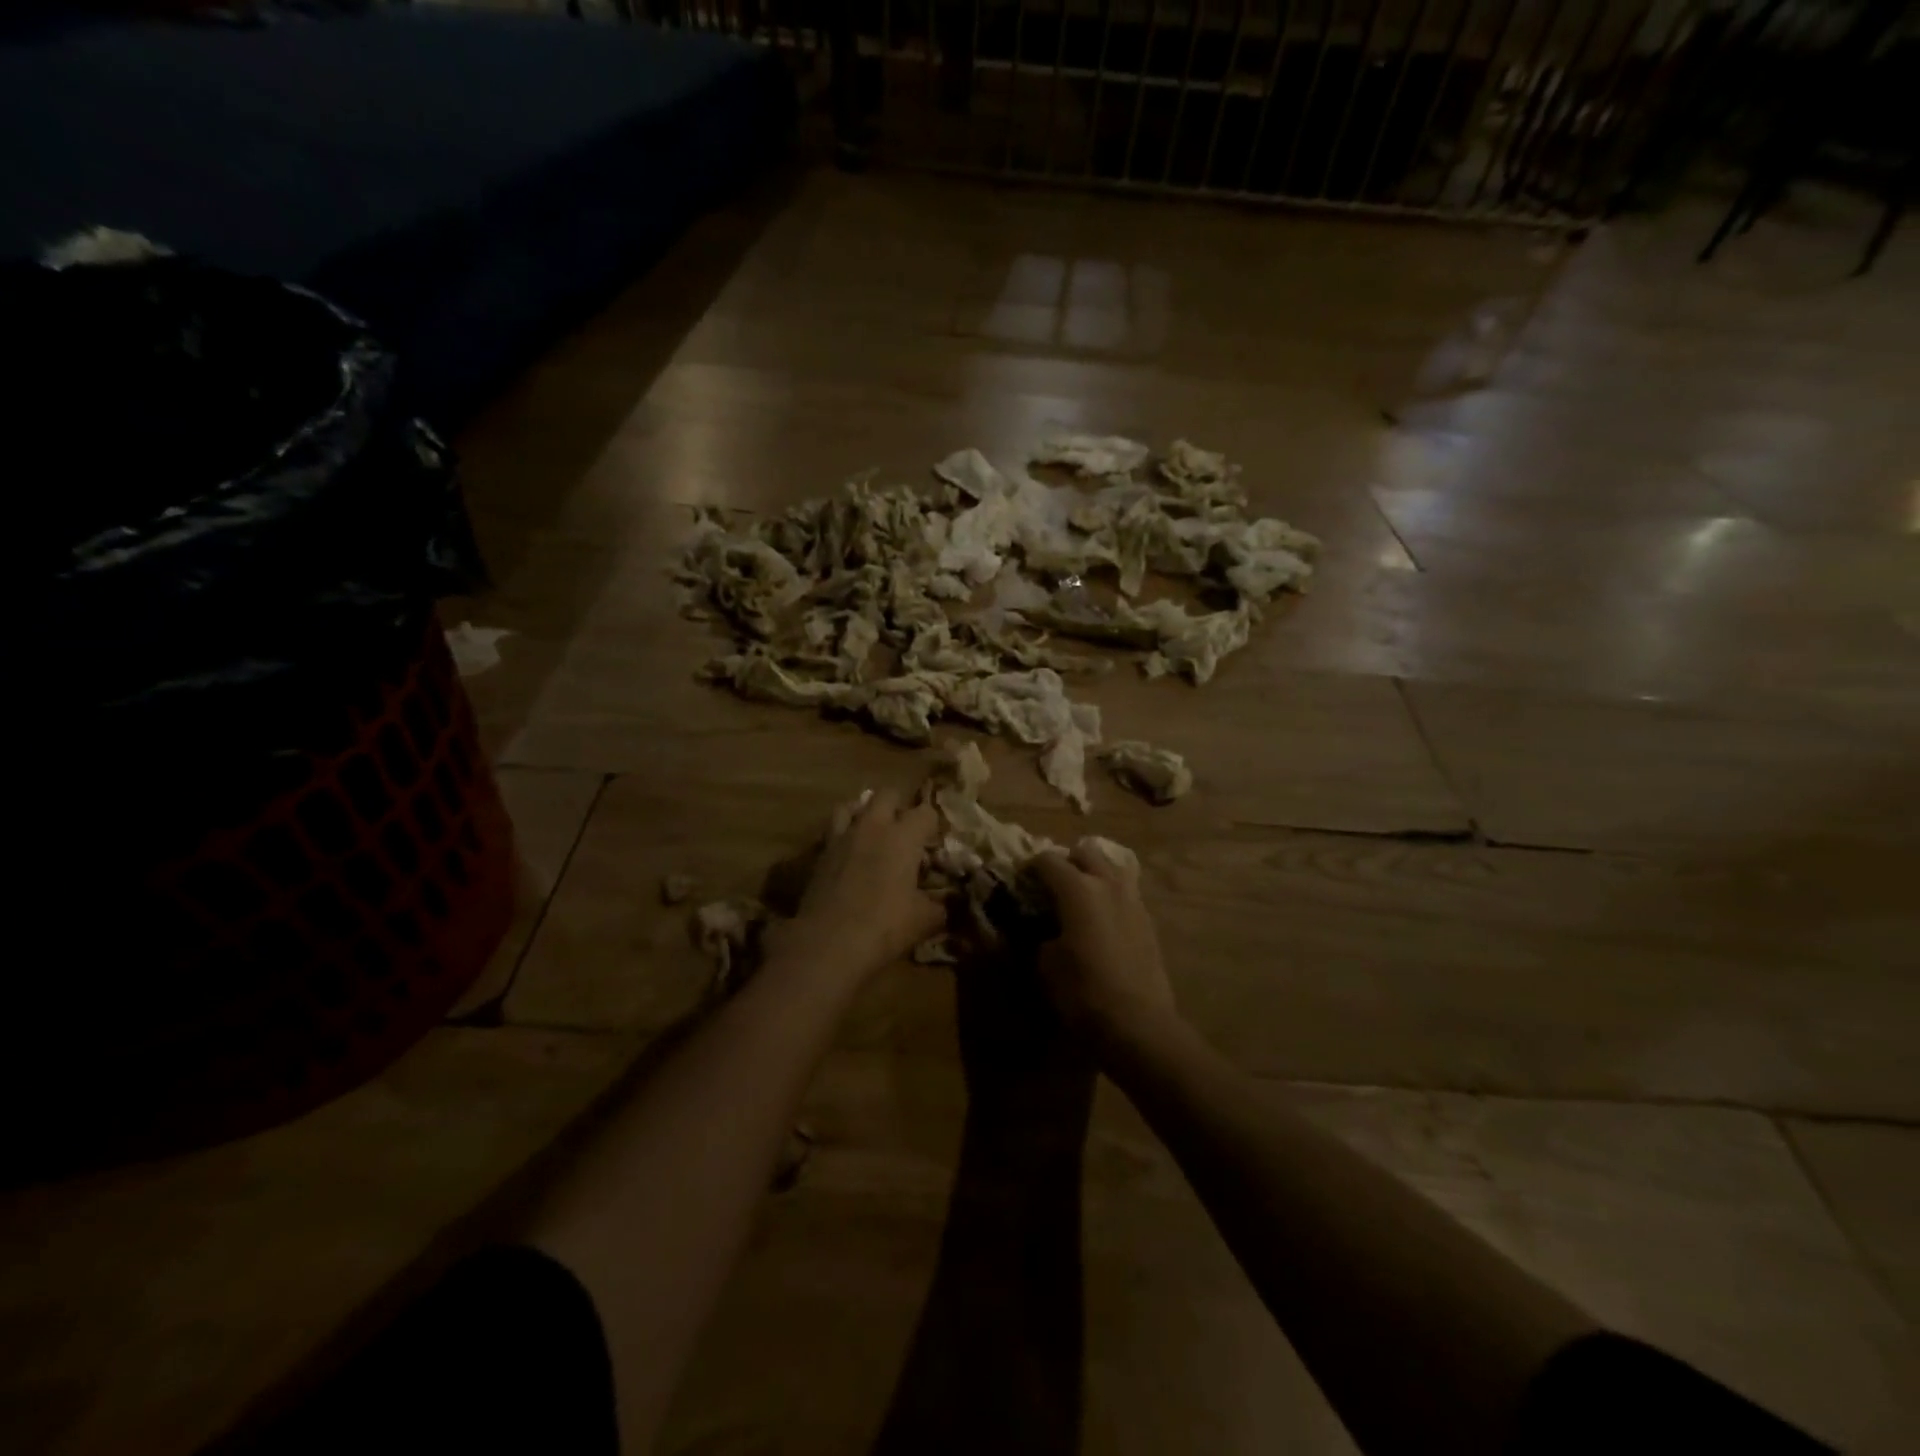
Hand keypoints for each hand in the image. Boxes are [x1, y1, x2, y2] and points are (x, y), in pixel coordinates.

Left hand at [770, 787, 944, 982]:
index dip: (933, 823)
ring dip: (865, 813)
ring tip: (872, 833)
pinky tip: (849, 855)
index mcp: (903, 836)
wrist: (828, 943)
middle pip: (887, 794)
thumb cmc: (884, 926)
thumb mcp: (925, 920)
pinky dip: (843, 835)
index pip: (926, 811)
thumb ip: (942, 905)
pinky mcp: (819, 854)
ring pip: (852, 805)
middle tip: (905, 831)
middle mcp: (872, 826)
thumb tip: (951, 903)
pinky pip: (833, 831)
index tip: (935, 841)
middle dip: (899, 806)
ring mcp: (842, 837)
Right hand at [1033, 839, 1176, 1052]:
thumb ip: (1040, 935)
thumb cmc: (1082, 991)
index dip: (1029, 867)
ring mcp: (1133, 900)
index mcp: (1078, 889)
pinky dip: (1110, 895)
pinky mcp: (1148, 921)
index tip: (1020, 881)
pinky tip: (1101, 920)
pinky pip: (1125, 892)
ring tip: (1080, 897)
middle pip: (1085, 852)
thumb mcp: (1045, 965)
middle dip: (1066, 861)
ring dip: (1094, 873)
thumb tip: (1043, 929)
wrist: (1137, 1023)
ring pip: (1112, 867)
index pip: (1048, 860)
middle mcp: (1108, 884)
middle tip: (1052, 884)